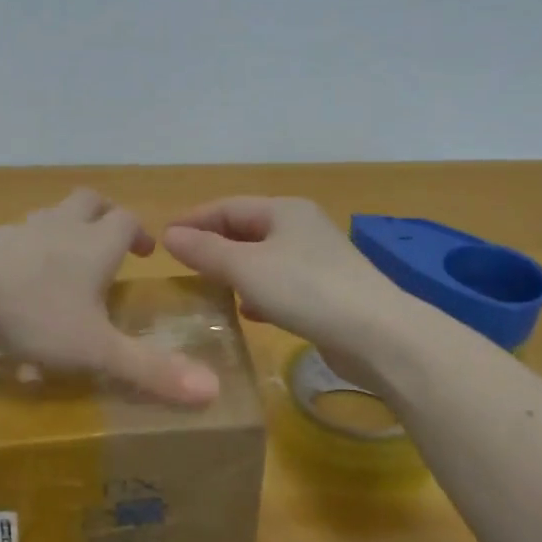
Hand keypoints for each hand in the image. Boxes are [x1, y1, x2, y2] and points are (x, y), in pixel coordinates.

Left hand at [0, 189, 220, 404]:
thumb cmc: (32, 311)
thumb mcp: (94, 349)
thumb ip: (149, 370)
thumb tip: (213, 391)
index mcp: (93, 245)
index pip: (126, 221)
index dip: (139, 232)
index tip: (145, 252)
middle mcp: (60, 228)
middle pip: (88, 202)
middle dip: (103, 216)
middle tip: (109, 242)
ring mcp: (19, 230)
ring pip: (49, 215)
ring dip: (62, 229)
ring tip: (62, 260)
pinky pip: (13, 236)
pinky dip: (23, 248)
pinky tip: (13, 278)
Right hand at [161, 196, 402, 378]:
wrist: (378, 335)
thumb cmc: (306, 289)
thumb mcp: (246, 268)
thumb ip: (206, 251)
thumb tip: (170, 235)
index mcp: (284, 210)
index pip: (228, 206)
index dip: (194, 219)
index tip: (163, 238)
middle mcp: (302, 228)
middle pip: (246, 230)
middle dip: (213, 244)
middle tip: (181, 264)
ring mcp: (317, 260)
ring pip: (263, 258)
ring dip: (234, 270)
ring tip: (206, 286)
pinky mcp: (327, 292)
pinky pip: (281, 284)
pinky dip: (258, 292)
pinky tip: (247, 311)